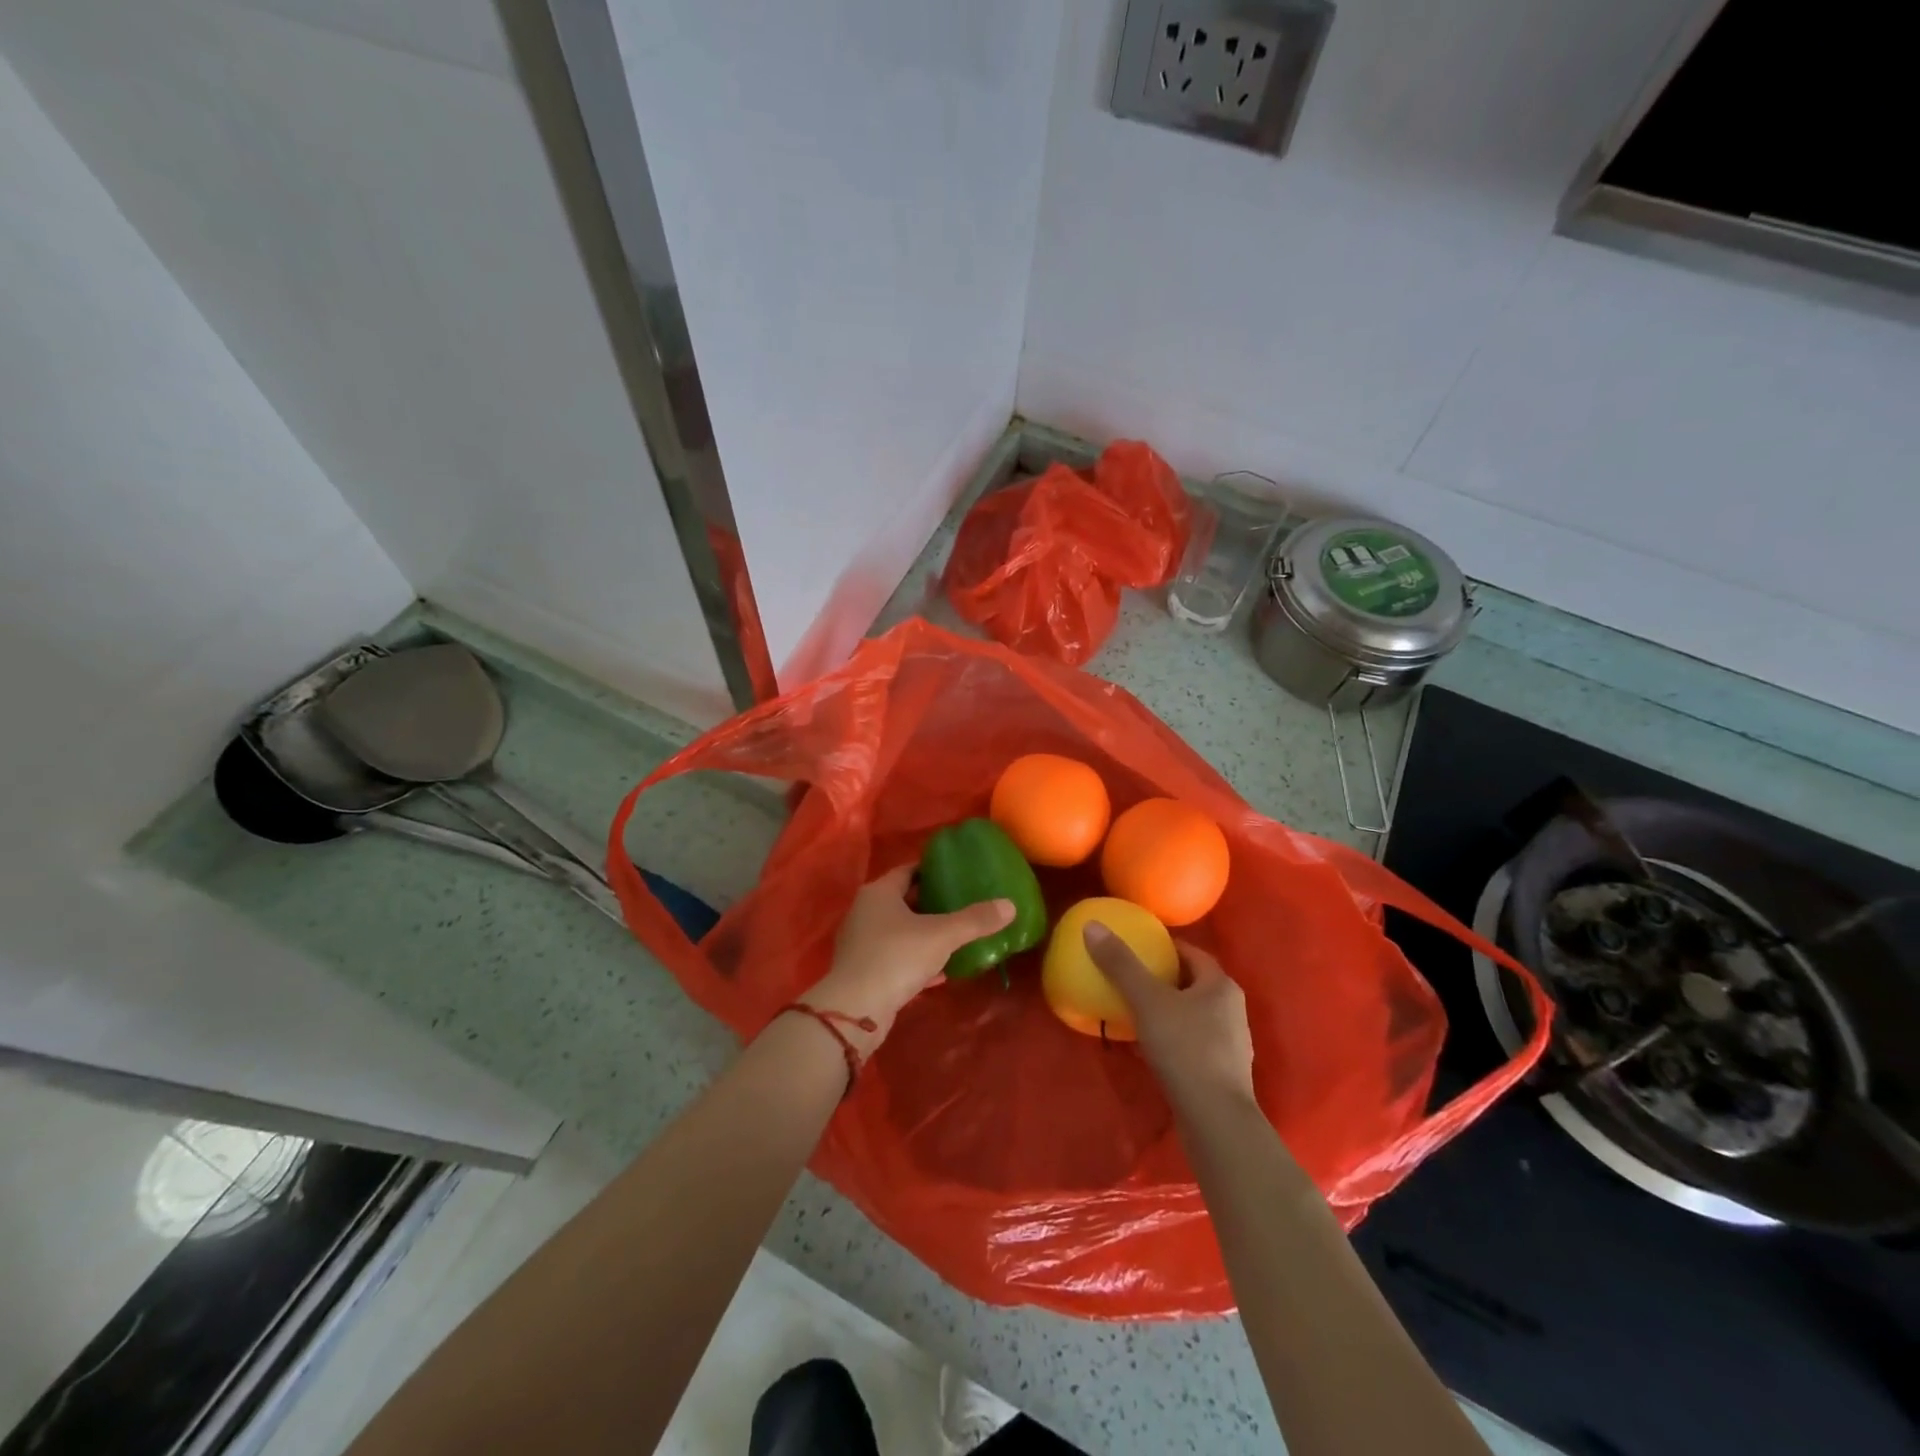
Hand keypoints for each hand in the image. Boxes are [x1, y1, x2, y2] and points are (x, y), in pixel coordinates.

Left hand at [806, 864, 1013, 1052]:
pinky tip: (939, 973)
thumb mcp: (942, 935)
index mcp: (879, 892)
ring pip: (899, 930)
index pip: (908, 871)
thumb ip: (975, 920)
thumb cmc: (897, 957)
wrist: (856, 1010)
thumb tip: (1010, 905)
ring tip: (955, 938)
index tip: (957, 874)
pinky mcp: (862, 970)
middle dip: (932, 903)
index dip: (932, 870)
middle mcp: (865, 911)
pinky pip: (894, 957)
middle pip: (903, 900)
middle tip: (962, 905)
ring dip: (924, 934)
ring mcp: (861, 942)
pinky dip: (915, 960)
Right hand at [1083, 926, 1256, 1112]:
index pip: (1191, 953)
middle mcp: (1232, 1009)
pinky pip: (1191, 1043)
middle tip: (1129, 978)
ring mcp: (1230, 1044)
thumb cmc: (1186, 1049)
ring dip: (1165, 1011)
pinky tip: (1146, 1048)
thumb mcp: (1147, 1001)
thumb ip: (1121, 965)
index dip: (1164, 946)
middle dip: (1162, 979)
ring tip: (1133, 1011)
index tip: (1136, 947)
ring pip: (1191, 1015)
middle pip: (1192, 983)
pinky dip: (1169, 1039)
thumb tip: (1093, 925)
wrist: (1215, 1120)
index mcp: (1221, 985)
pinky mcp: (1221, 1072)